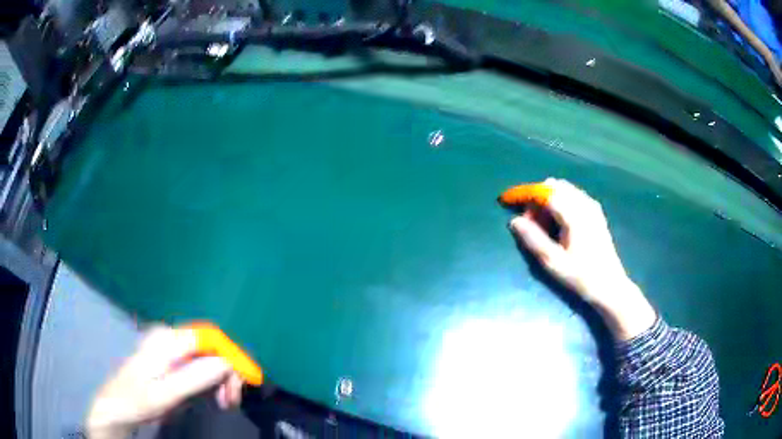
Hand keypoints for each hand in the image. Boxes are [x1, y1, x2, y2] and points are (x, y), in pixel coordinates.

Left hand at [86, 326, 244, 438]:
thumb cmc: (137, 400)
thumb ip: (193, 377)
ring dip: (221, 379)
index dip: (233, 356)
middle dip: (228, 372)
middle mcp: (170, 337)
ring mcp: (170, 347)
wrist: (116, 406)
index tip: (247, 382)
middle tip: (231, 401)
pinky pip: (200, 364)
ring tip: (224, 403)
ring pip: (208, 356)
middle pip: (211, 346)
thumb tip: (225, 363)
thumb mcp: (165, 394)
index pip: (210, 337)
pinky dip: (212, 380)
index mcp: (167, 340)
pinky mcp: (171, 359)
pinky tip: (212, 396)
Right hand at [508, 178, 655, 340]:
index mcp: (575, 214)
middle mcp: (584, 204)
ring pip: (564, 190)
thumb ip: (533, 239)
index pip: (545, 192)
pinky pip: (573, 196)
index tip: (507, 200)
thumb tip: (514, 221)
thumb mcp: (553, 262)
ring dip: (548, 200)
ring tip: (542, 225)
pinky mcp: (596, 213)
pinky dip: (560, 202)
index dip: (524, 193)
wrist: (610, 287)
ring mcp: (592, 206)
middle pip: (554, 186)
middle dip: (537, 198)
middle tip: (529, 222)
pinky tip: (557, 223)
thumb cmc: (582, 277)